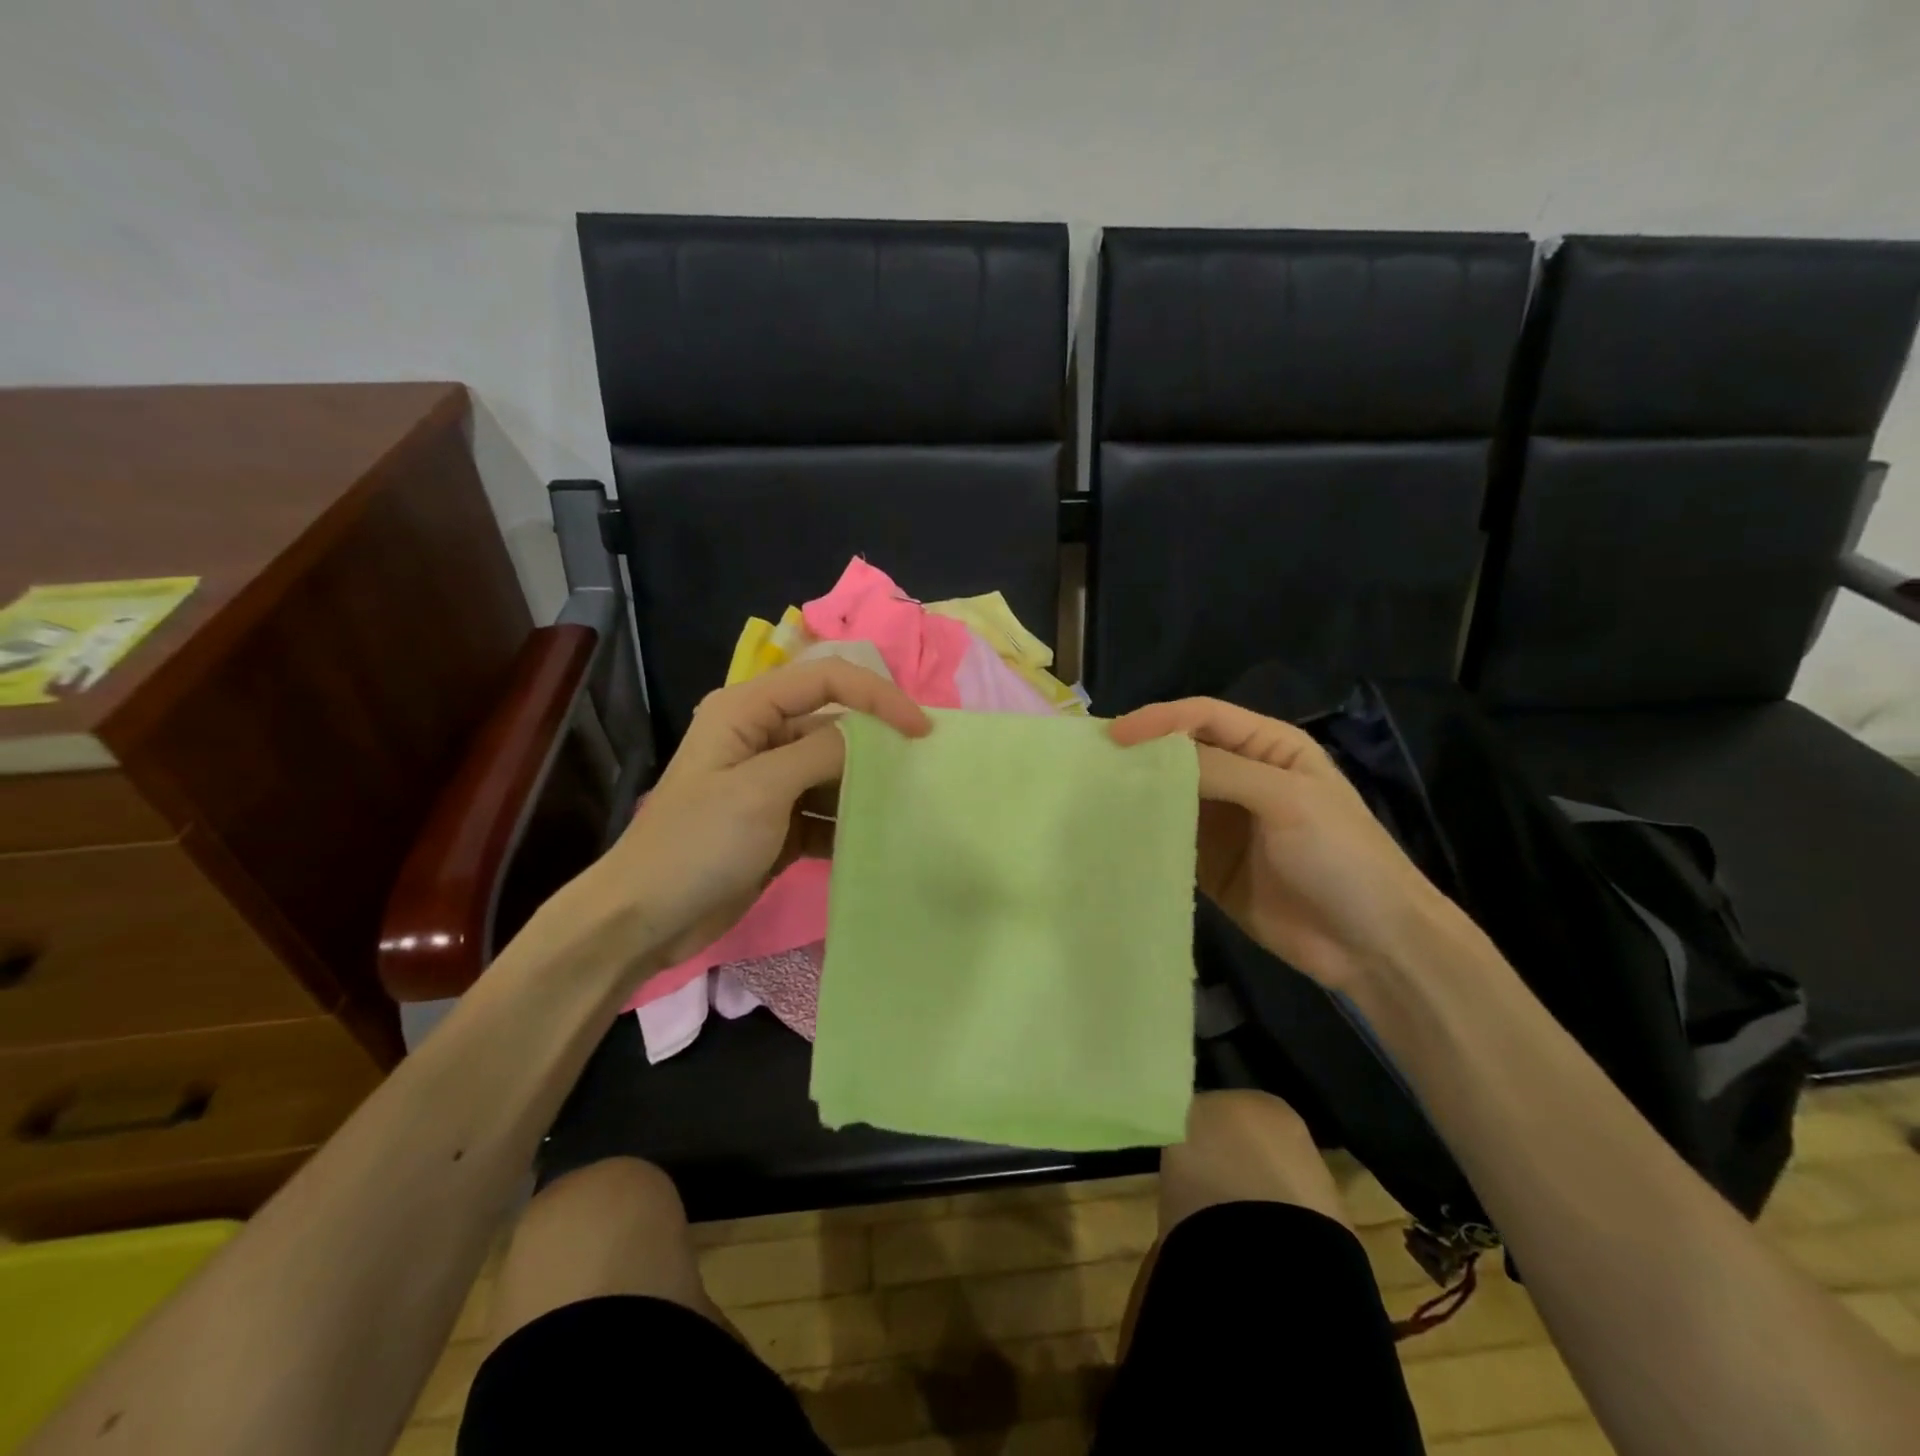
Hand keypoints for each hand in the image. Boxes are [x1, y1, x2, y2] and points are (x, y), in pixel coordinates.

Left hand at [591, 659, 929, 968]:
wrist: (644, 919)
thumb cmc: (696, 844)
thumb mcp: (760, 790)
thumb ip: (819, 753)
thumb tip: (870, 737)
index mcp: (747, 709)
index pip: (827, 680)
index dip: (878, 697)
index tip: (921, 731)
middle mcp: (761, 736)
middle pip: (834, 724)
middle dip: (878, 745)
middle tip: (925, 771)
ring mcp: (770, 782)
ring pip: (834, 771)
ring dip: (868, 787)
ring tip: (912, 806)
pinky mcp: (778, 822)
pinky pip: (825, 811)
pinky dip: (850, 823)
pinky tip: (880, 840)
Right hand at [1109, 697, 1462, 988]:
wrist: (1373, 945)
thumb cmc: (1342, 856)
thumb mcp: (1288, 800)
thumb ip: (1222, 771)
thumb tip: (1151, 754)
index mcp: (1268, 747)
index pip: (1202, 717)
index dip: (1158, 720)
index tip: (1113, 738)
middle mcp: (1241, 776)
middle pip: (1181, 752)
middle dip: (1140, 753)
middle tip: (1091, 764)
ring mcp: (1223, 822)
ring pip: (1169, 794)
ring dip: (1136, 793)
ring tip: (1091, 796)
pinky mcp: (1208, 864)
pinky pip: (1169, 839)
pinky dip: (1144, 834)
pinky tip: (1113, 835)